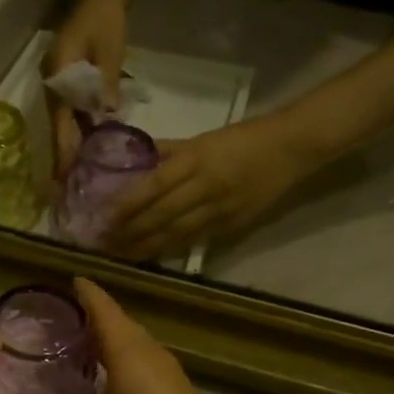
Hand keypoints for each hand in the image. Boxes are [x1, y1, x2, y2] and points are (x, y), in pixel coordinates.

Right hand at [18, 279, 242, 393]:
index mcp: (127, 352)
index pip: (104, 309)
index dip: (87, 292)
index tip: (70, 279)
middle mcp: (148, 350)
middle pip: (119, 320)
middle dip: (94, 312)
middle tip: (62, 314)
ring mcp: (166, 367)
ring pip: (133, 338)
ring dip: (109, 333)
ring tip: (81, 339)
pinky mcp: (176, 384)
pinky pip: (142, 354)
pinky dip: (122, 351)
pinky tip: (110, 371)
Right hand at [44, 0, 128, 174]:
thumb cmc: (105, 19)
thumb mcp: (110, 49)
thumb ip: (107, 83)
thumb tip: (108, 116)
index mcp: (58, 74)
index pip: (60, 118)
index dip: (63, 147)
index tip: (65, 173)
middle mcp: (52, 82)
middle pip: (58, 125)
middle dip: (63, 155)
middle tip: (68, 187)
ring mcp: (58, 83)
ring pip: (63, 121)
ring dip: (70, 146)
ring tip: (77, 175)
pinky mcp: (67, 83)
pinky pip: (70, 112)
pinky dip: (78, 131)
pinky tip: (89, 148)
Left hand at [107, 115, 309, 260]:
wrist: (290, 149)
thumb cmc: (242, 138)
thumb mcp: (200, 138)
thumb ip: (167, 152)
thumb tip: (133, 159)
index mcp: (195, 159)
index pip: (154, 185)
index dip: (127, 204)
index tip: (102, 217)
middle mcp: (205, 186)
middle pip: (161, 214)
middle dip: (130, 231)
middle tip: (102, 244)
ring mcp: (220, 209)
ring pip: (176, 233)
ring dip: (146, 246)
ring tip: (121, 254)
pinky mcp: (232, 225)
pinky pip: (195, 239)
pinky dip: (171, 248)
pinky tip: (151, 255)